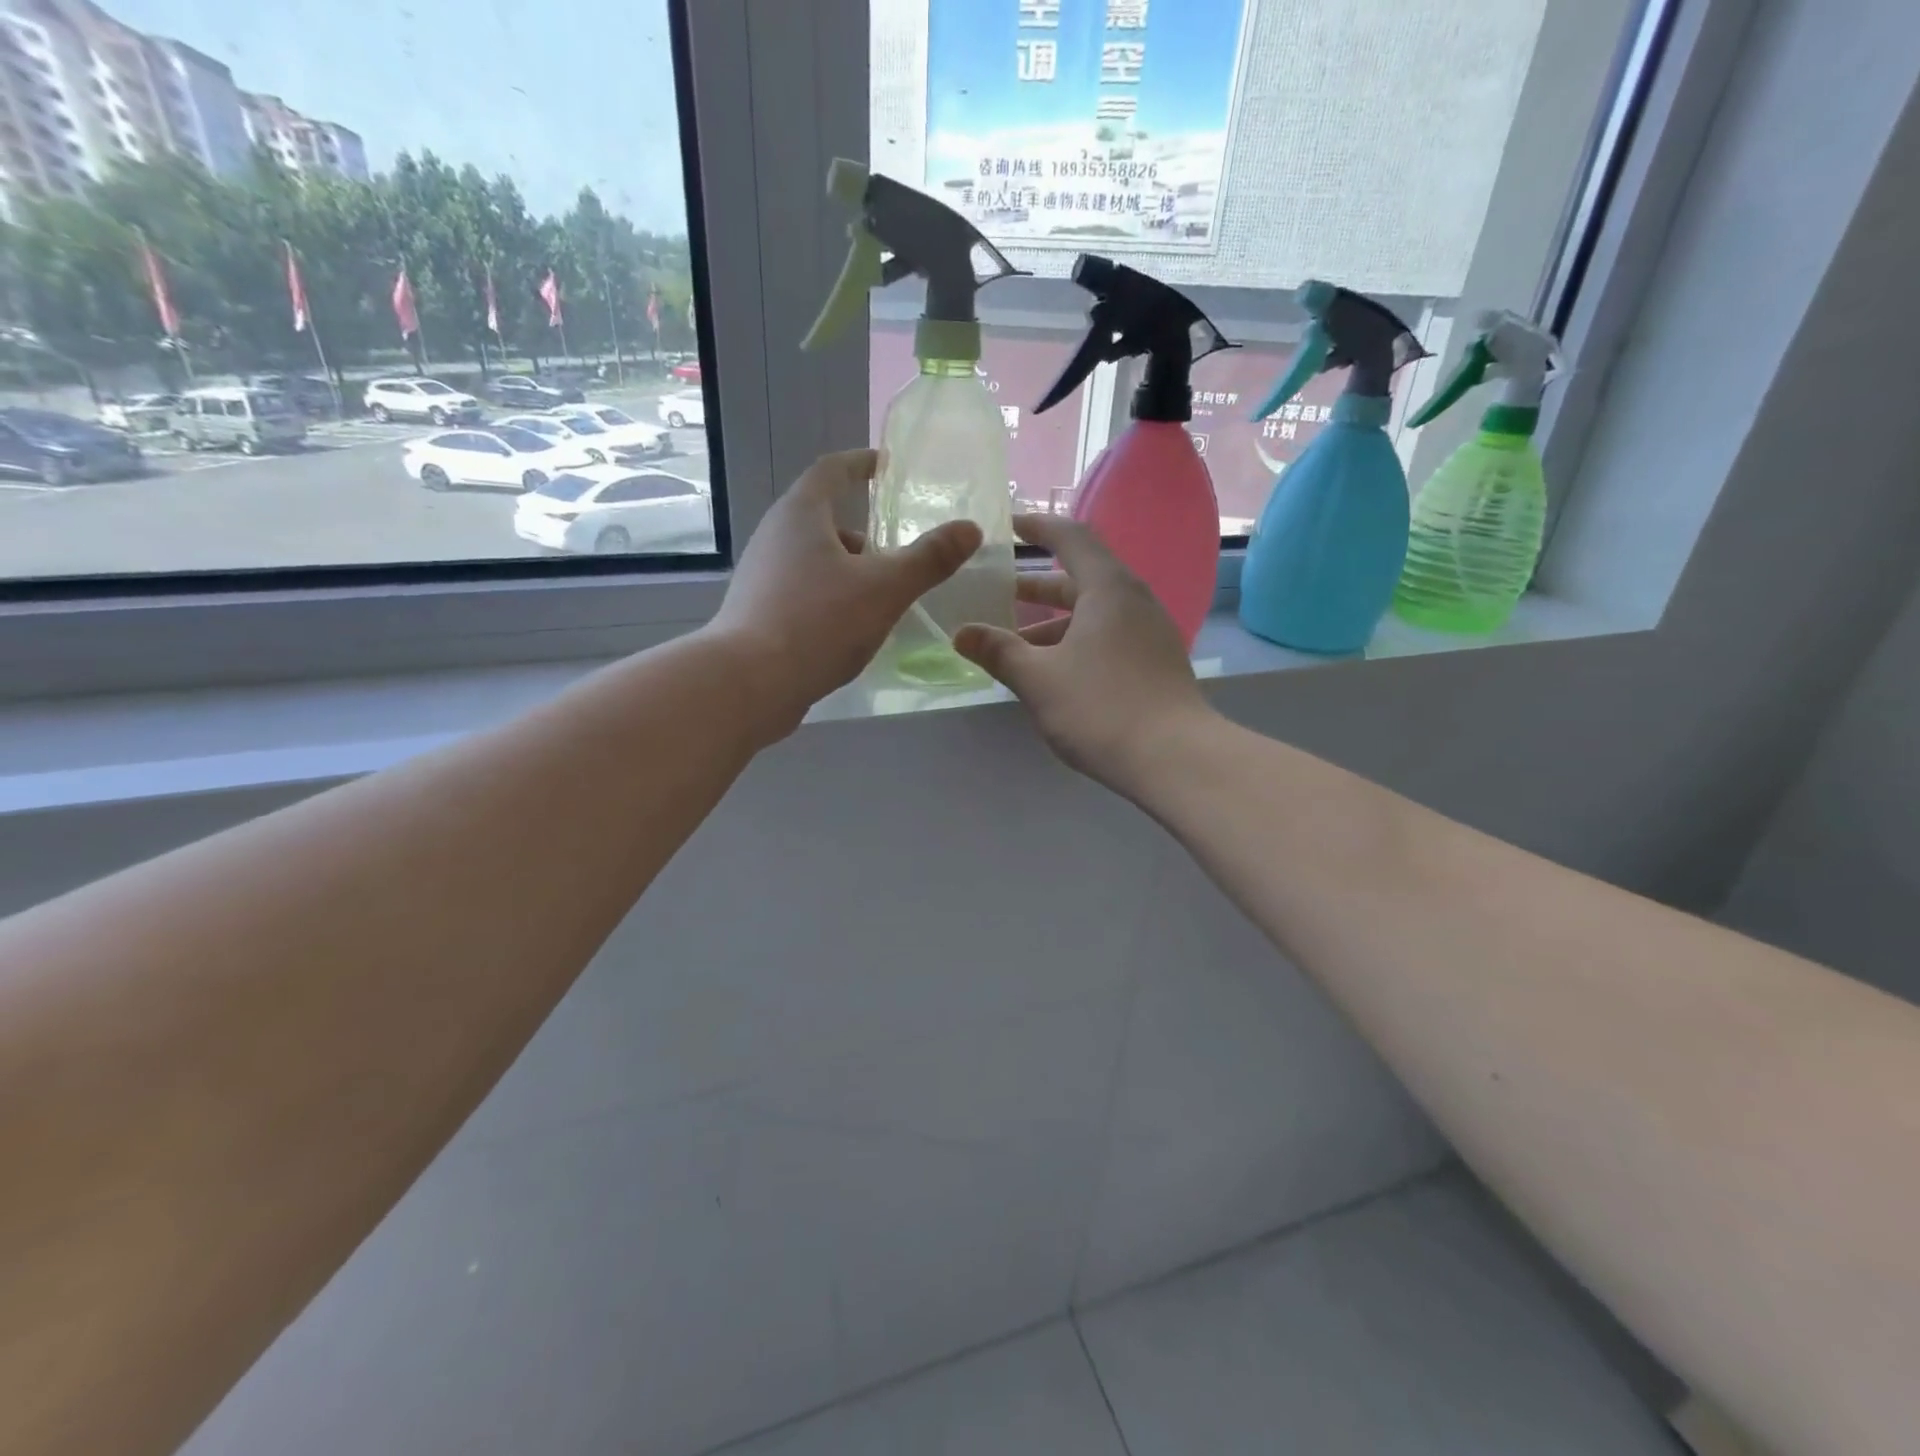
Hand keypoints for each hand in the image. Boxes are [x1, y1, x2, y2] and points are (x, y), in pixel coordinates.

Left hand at [708, 449, 981, 739]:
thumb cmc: (818, 623)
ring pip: (814, 560)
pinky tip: (851, 628)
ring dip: (849, 569)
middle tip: (897, 551)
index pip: (832, 470)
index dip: (862, 464)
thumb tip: (970, 529)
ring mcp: (762, 576)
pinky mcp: (758, 612)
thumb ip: (929, 559)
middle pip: (823, 519)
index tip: (887, 466)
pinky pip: (803, 591)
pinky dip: (832, 597)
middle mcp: (774, 536)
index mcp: (801, 515)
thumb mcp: (885, 589)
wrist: (749, 683)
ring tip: (882, 596)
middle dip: (864, 532)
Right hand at [953, 514, 1212, 792]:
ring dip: (1052, 623)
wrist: (1174, 759)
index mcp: (1109, 589)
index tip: (1011, 526)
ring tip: (1014, 644)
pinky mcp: (1154, 663)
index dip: (1039, 528)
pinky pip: (1108, 637)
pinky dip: (1075, 643)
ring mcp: (1149, 633)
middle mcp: (1134, 601)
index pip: (1072, 539)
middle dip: (1037, 586)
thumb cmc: (1101, 707)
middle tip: (999, 592)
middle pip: (1081, 579)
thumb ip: (998, 651)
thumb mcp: (1038, 679)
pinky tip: (1051, 672)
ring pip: (1093, 614)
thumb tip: (961, 633)